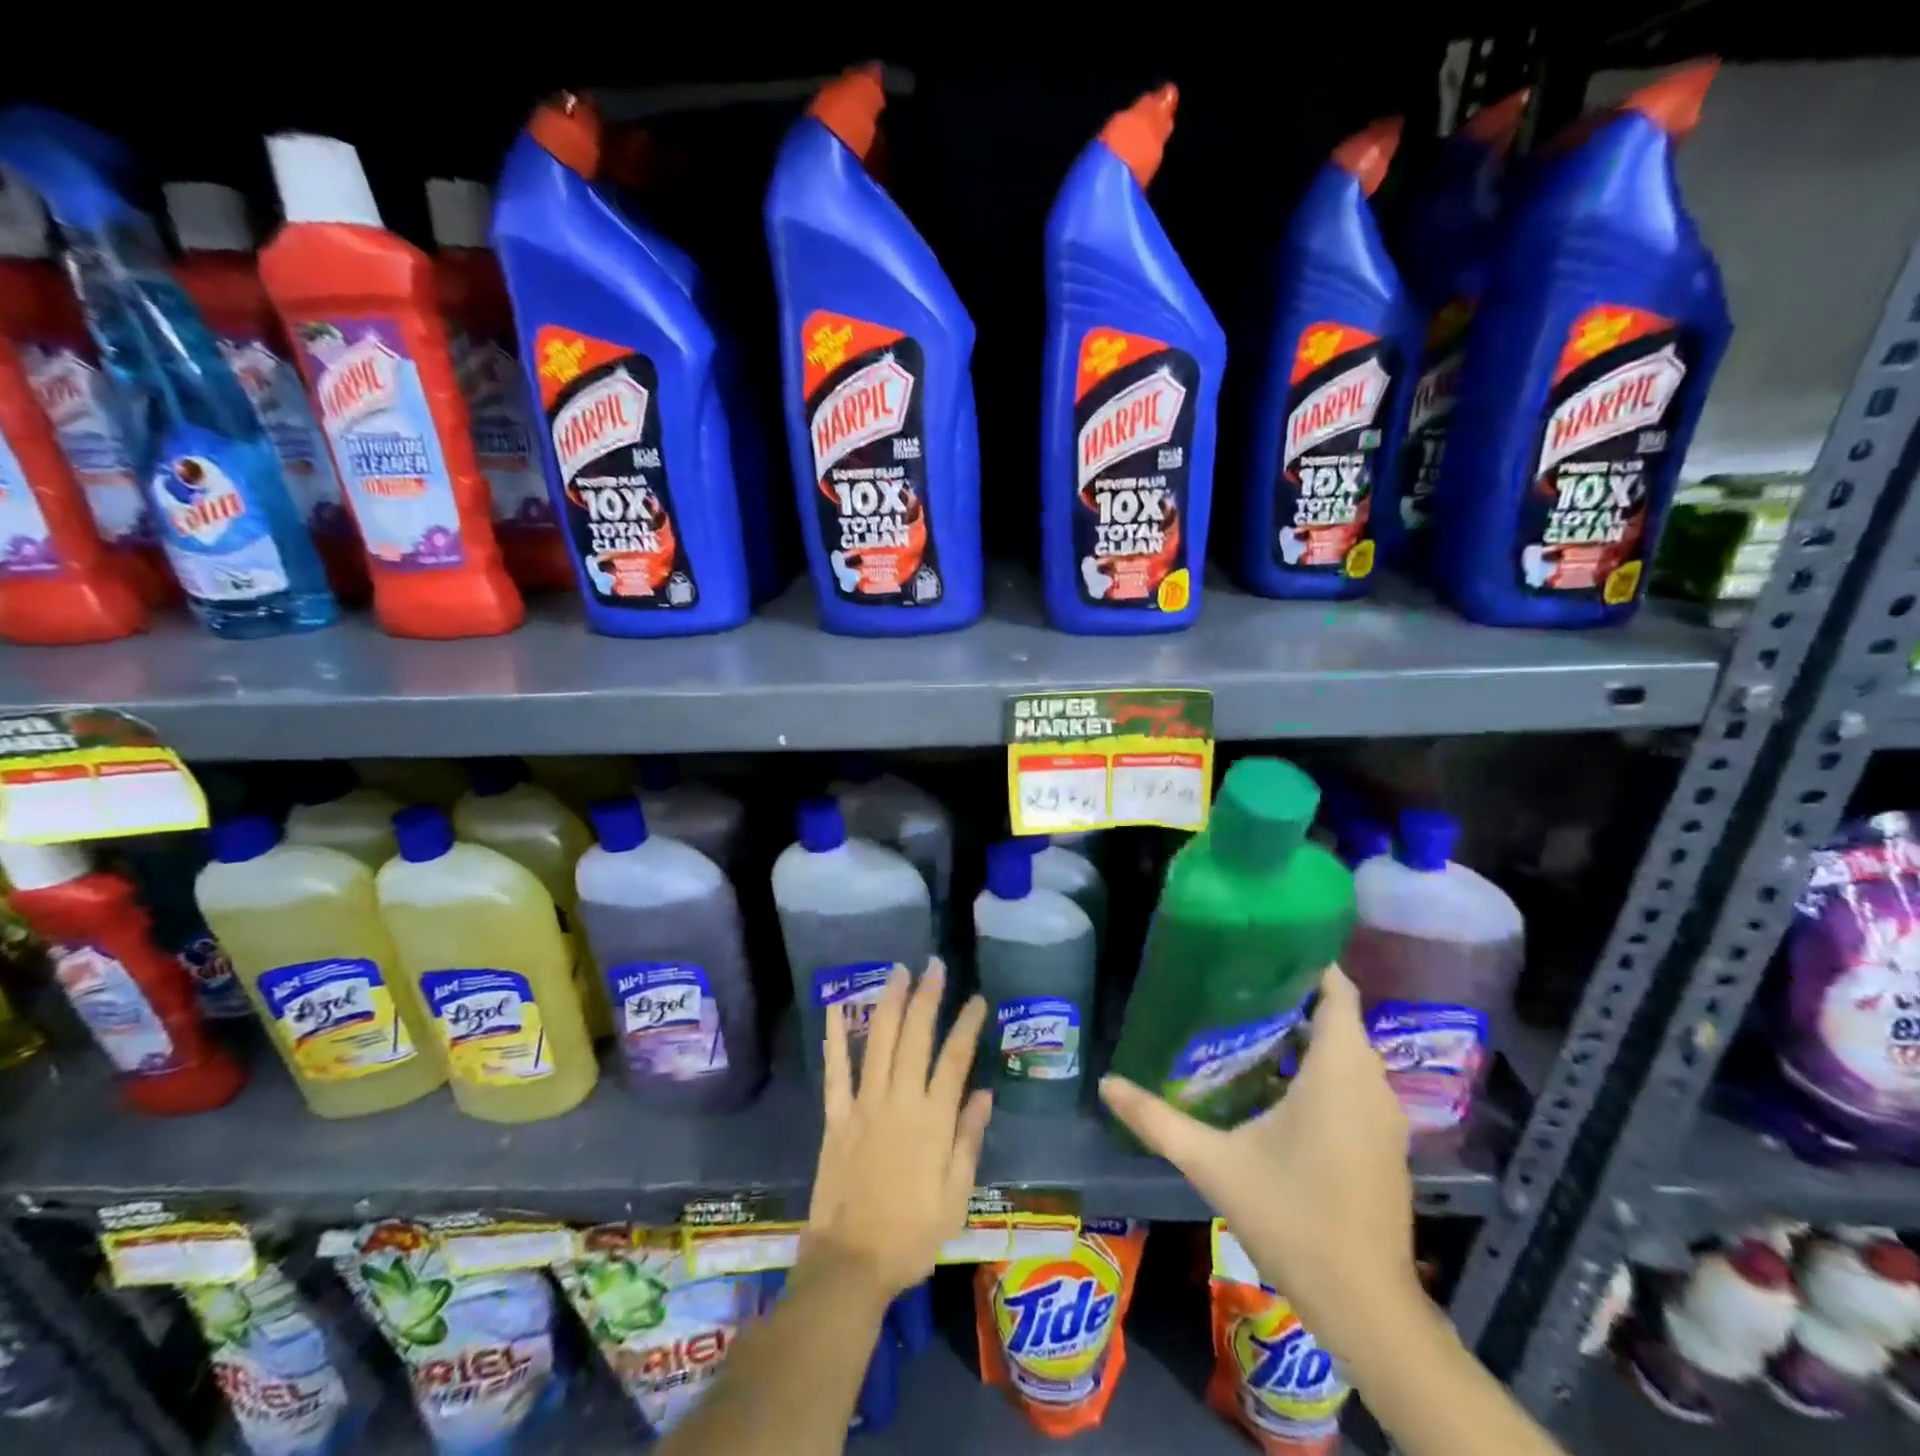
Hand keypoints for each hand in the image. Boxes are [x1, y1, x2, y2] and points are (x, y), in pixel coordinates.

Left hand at [806, 959, 991, 1300]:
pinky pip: (835, 1071)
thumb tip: (983, 1093)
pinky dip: (835, 1038)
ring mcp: (864, 1105)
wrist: (850, 1264)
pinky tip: (835, 1008)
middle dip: (927, 997)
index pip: (954, 1060)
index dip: (967, 1026)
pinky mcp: (836, 1117)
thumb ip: (968, 1140)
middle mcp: (899, 1102)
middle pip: (915, 1038)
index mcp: (932, 1121)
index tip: (977, 999)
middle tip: (934, 965)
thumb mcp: (955, 1198)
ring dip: (889, 1003)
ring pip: (879, 1042)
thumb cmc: (911, 1236)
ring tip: (898, 972)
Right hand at [1099, 964, 1417, 1360]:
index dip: (1308, 961)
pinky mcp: (1385, 1143)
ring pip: (1348, 1052)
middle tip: (1237, 981)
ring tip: (1249, 1019)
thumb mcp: (1214, 1164)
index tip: (1262, 944)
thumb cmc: (1293, 1219)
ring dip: (1307, 1032)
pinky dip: (1322, 1065)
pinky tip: (1276, 1079)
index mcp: (1338, 1072)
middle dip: (1293, 995)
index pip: (1337, 991)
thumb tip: (1106, 1083)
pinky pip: (1355, 1081)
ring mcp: (1384, 1116)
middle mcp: (1370, 1084)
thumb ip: (1157, 1119)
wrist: (1366, 1306)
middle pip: (1339, 1018)